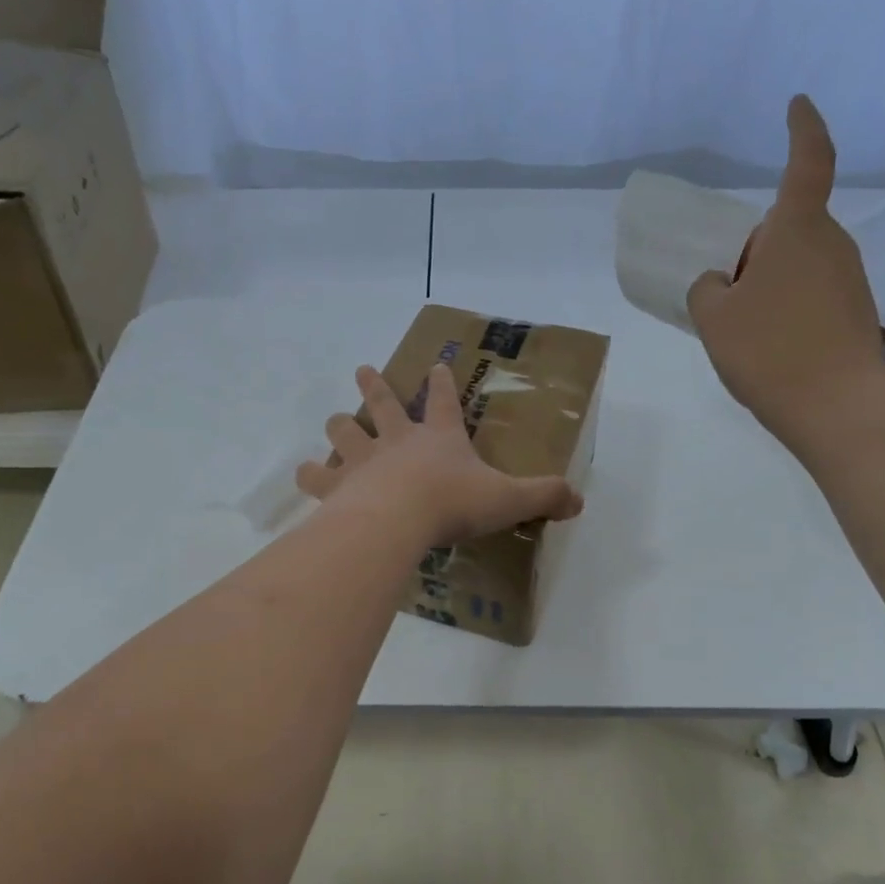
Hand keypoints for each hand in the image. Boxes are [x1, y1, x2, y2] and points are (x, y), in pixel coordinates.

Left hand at [297, 364, 583, 546]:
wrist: (397, 520)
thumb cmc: (453, 504)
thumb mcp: (508, 500)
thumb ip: (543, 497)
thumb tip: (579, 500)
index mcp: (440, 438)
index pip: (445, 401)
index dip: (442, 383)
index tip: (436, 364)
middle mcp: (398, 440)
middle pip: (383, 404)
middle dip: (375, 385)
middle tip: (363, 369)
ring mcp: (363, 459)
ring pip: (345, 431)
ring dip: (340, 424)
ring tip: (335, 419)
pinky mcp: (337, 485)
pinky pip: (317, 475)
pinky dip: (311, 473)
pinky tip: (305, 473)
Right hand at [686, 94, 884, 440]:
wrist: (837, 408)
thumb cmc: (768, 350)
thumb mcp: (713, 317)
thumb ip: (707, 288)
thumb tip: (721, 283)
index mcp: (796, 231)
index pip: (808, 162)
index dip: (803, 129)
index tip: (797, 105)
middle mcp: (830, 244)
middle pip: (788, 227)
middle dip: (756, 248)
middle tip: (725, 290)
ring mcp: (848, 278)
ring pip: (798, 262)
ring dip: (768, 281)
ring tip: (743, 327)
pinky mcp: (855, 310)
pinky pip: (810, 291)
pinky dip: (785, 305)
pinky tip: (769, 344)